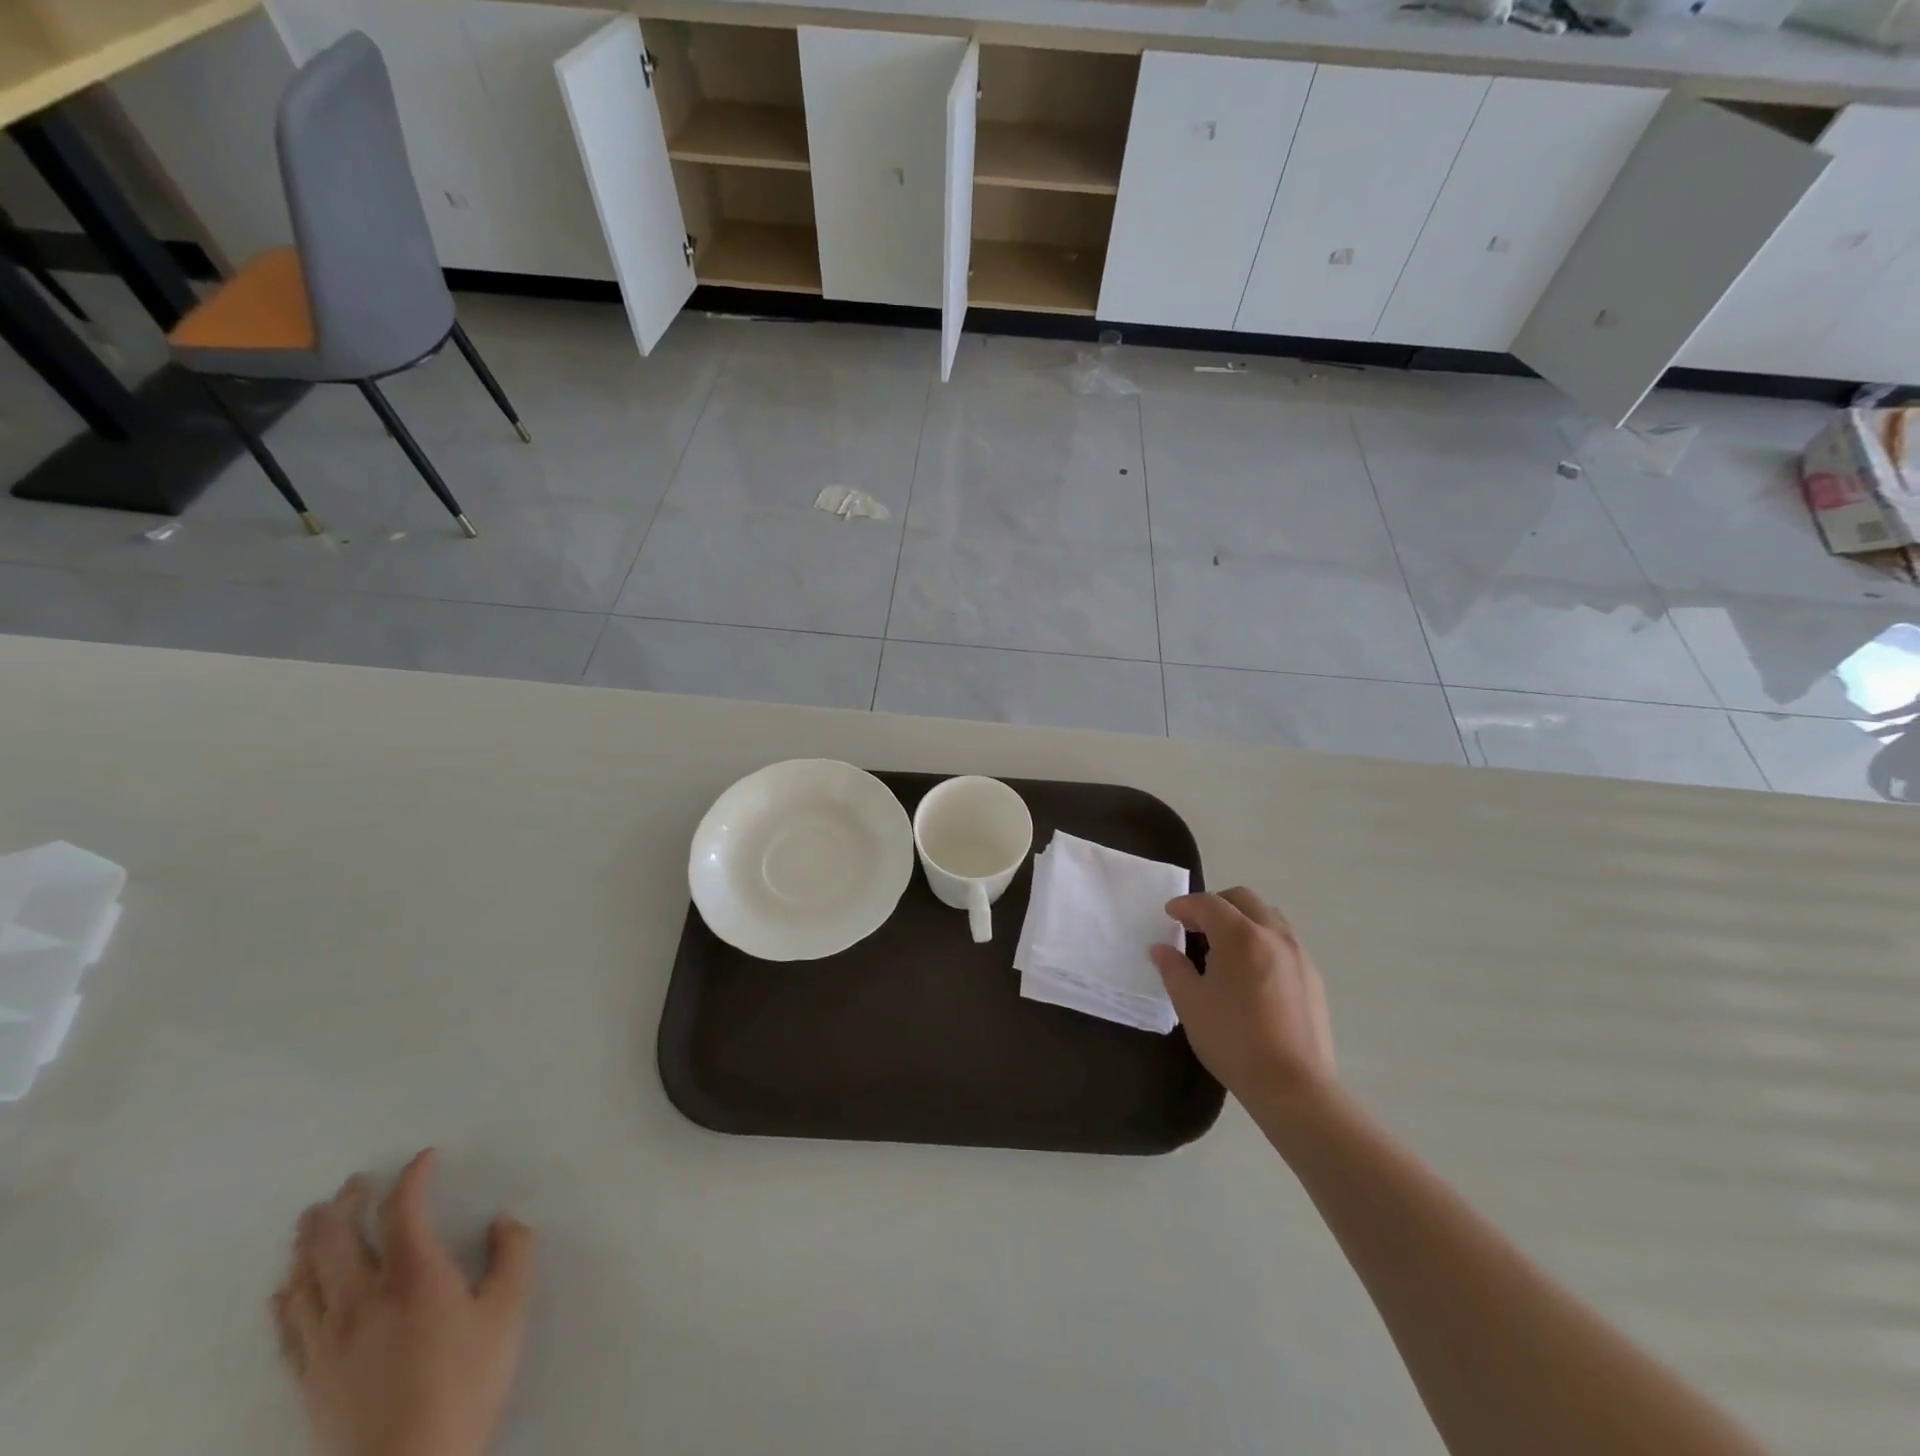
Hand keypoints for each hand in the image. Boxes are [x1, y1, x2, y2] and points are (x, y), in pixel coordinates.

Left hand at [272, 1150, 534, 1455]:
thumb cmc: (465, 1382)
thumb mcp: (509, 1311)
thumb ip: (514, 1255)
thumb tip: (504, 1221)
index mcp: (413, 1275)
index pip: (403, 1210)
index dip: (413, 1177)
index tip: (426, 1158)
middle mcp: (362, 1298)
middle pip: (338, 1238)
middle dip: (346, 1203)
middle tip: (354, 1182)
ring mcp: (327, 1340)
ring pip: (305, 1278)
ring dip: (308, 1241)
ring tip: (311, 1219)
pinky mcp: (309, 1377)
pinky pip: (287, 1327)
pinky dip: (285, 1297)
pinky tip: (284, 1288)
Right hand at [1151, 888, 1335, 1110]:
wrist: (1293, 1086)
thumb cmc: (1233, 1040)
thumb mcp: (1190, 1003)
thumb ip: (1173, 968)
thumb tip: (1162, 949)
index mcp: (1241, 936)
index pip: (1209, 904)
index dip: (1185, 905)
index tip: (1170, 915)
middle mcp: (1274, 935)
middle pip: (1243, 899)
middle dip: (1216, 905)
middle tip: (1195, 926)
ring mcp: (1299, 955)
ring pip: (1268, 917)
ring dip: (1242, 920)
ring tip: (1224, 948)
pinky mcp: (1313, 977)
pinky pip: (1284, 941)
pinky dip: (1262, 940)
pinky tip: (1251, 972)